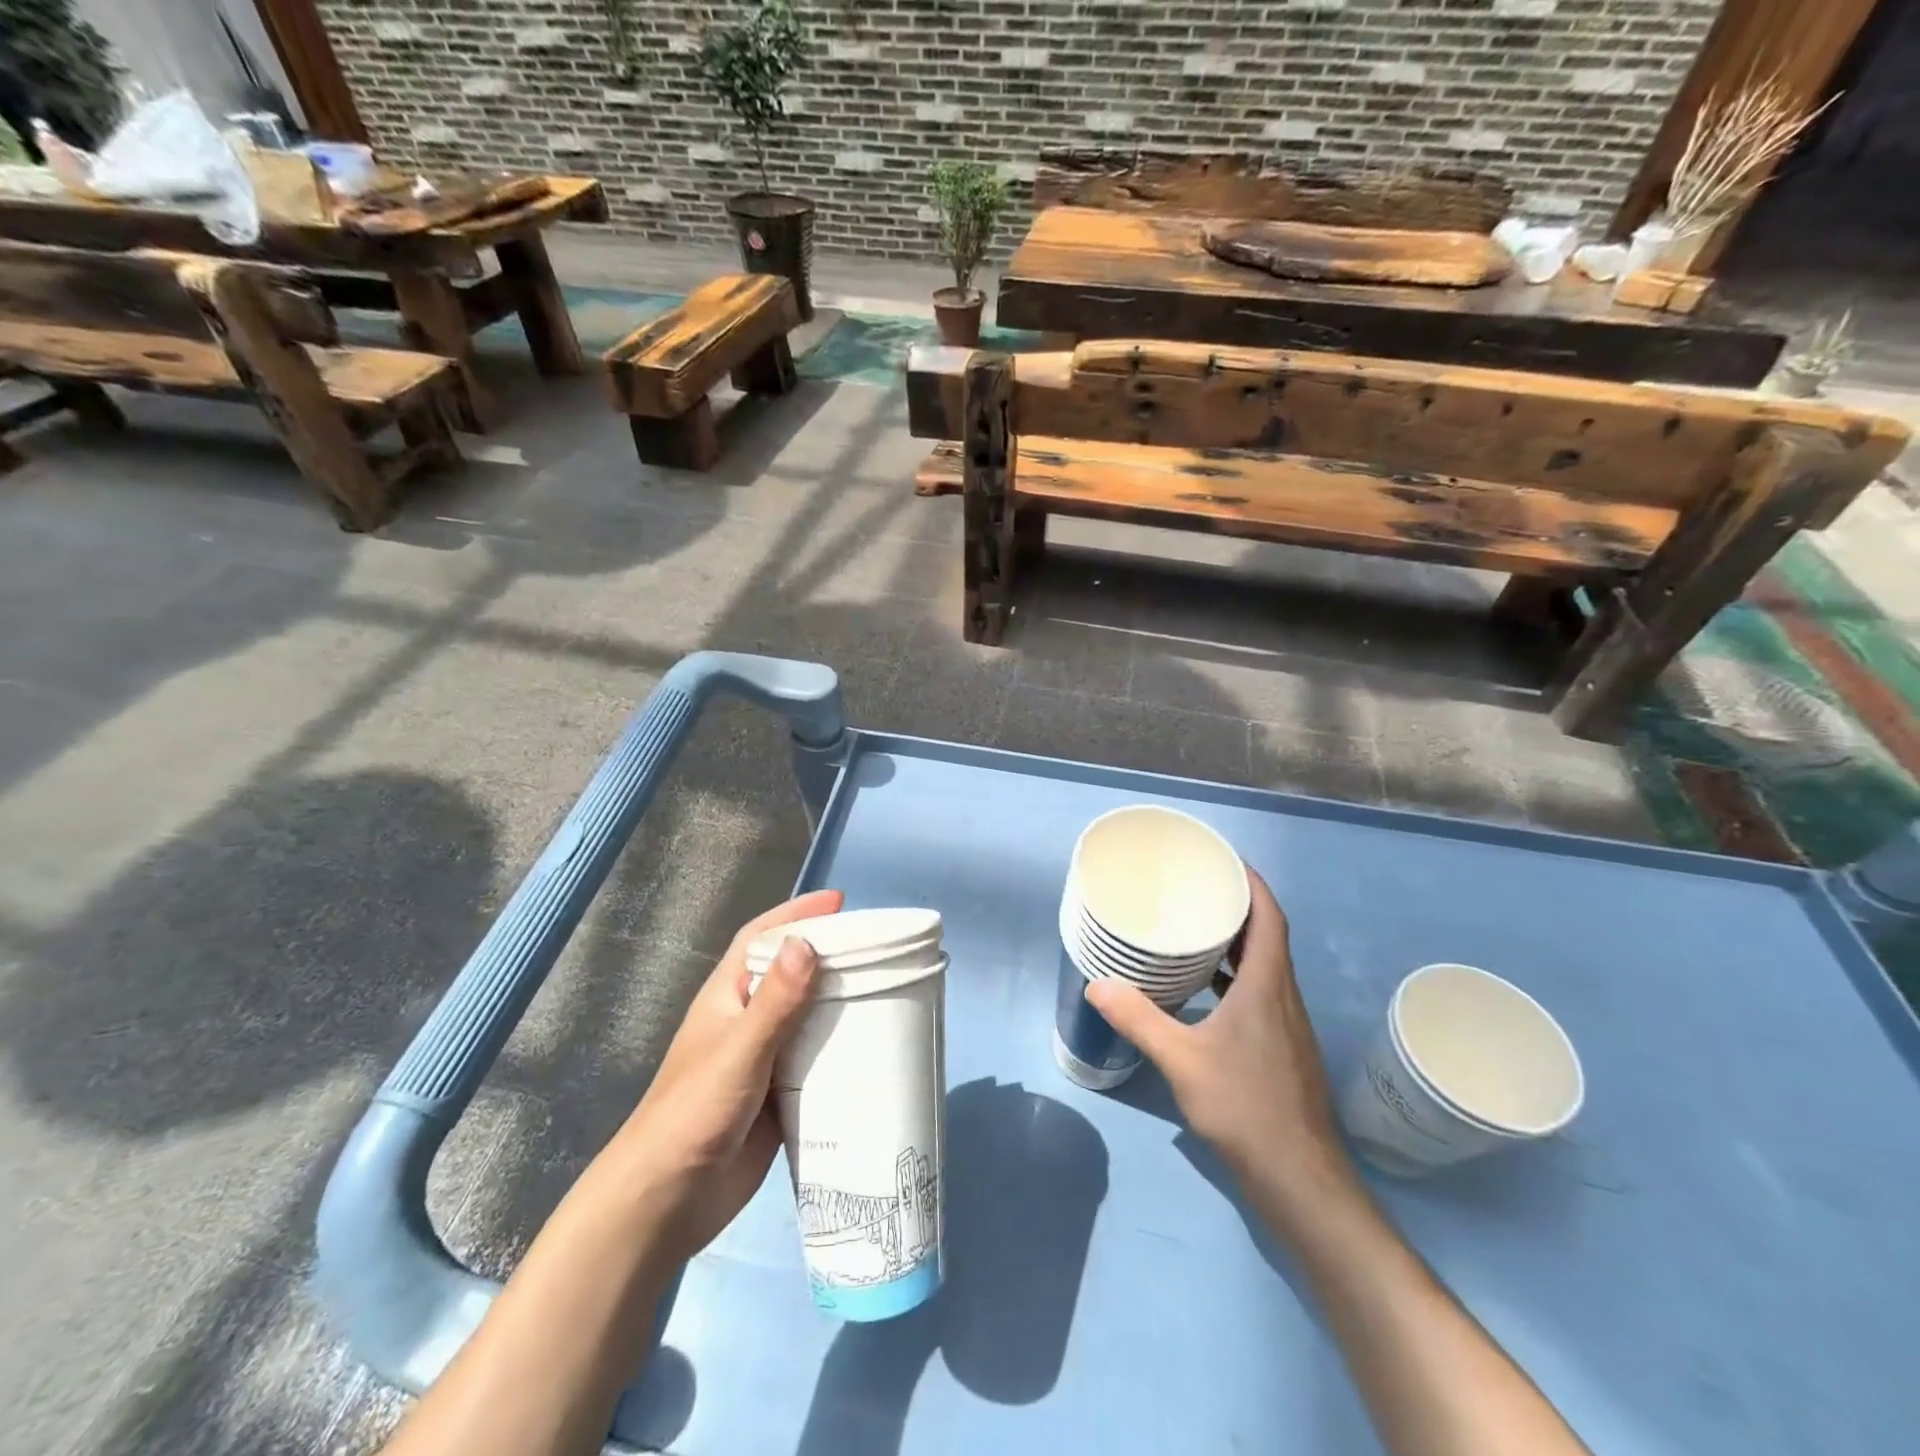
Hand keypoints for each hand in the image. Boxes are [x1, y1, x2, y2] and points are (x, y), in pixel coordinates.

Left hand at [602, 889, 843, 1263]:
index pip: (761, 938)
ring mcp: (763, 1060)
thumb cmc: (694, 1113)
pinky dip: (841, 1052)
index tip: (839, 902)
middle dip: (828, 956)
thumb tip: (808, 942)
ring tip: (887, 991)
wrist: (667, 1202)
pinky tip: (873, 1050)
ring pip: (807, 1018)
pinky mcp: (779, 1097)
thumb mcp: (739, 1051)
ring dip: (839, 1004)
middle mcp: (746, 1021)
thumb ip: (775, 1001)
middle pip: (791, 974)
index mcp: (728, 997)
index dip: (795, 914)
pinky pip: (816, 1062)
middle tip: (877, 949)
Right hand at [1084, 869, 1360, 1229]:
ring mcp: (1286, 1024)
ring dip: (1236, 943)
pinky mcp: (1282, 1047)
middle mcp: (1283, 996)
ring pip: (1264, 966)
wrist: (1299, 1178)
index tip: (1225, 860)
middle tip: (1196, 888)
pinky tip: (1203, 991)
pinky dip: (1234, 977)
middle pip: (1268, 936)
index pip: (1270, 917)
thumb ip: (1139, 1019)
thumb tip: (1096, 985)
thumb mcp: (1182, 1060)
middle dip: (1237, 907)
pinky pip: (1259, 992)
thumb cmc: (1244, 1107)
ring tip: (1194, 930)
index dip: (1253, 883)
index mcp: (1266, 986)